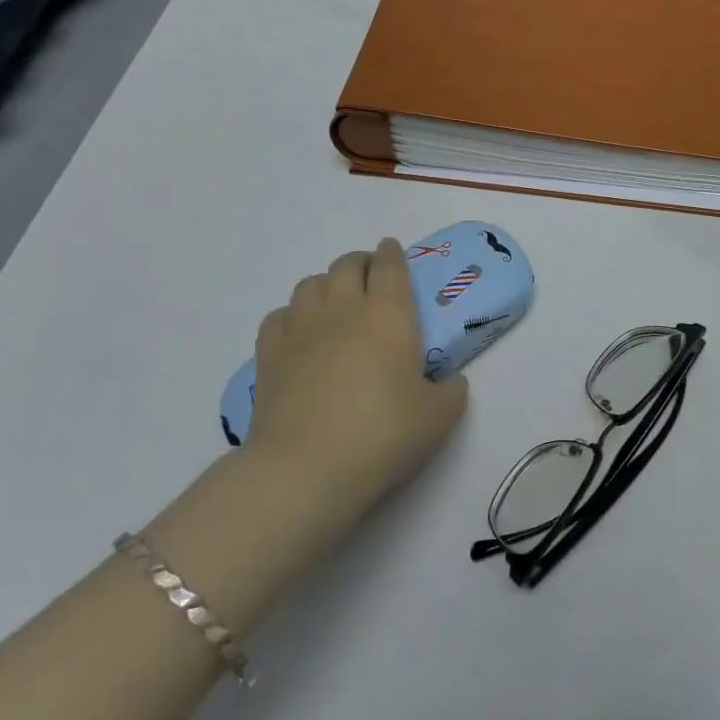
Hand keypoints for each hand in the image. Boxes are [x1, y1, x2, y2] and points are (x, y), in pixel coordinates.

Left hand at [247, 238, 469, 521]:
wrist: (306, 469)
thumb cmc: (383, 436)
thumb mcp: (439, 418)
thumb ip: (450, 392)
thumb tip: (449, 382)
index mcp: (389, 315)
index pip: (390, 266)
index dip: (393, 253)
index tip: (393, 250)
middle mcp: (343, 310)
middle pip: (347, 264)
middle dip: (361, 263)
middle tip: (371, 279)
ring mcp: (301, 329)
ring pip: (310, 284)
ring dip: (326, 285)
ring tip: (336, 303)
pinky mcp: (269, 354)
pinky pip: (279, 316)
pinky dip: (292, 315)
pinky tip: (300, 333)